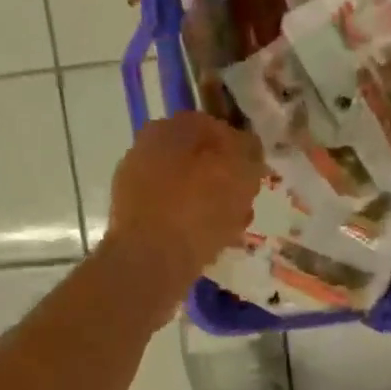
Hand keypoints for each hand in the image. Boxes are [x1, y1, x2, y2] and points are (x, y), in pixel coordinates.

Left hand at [105, 111, 264, 292]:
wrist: (150, 262)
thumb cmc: (198, 207)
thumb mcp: (240, 169)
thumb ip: (249, 150)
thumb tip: (247, 148)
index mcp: (168, 128)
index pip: (214, 126)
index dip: (241, 148)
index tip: (256, 172)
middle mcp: (145, 150)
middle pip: (199, 160)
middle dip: (225, 179)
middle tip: (246, 200)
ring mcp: (135, 187)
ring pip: (188, 190)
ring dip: (213, 204)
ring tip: (234, 226)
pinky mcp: (134, 221)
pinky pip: (175, 216)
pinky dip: (193, 225)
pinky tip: (211, 243)